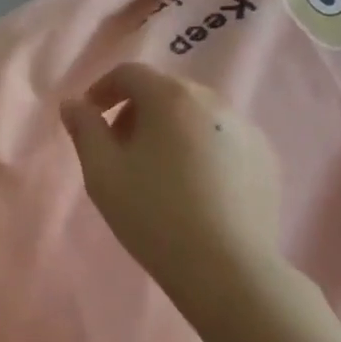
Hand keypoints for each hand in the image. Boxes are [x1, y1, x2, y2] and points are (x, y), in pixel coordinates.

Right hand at [60, 64, 289, 313]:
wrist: (227, 268)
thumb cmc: (152, 213)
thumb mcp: (101, 171)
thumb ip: (84, 129)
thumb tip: (73, 104)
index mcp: (170, 97)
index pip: (129, 73)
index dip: (102, 89)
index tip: (89, 117)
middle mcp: (213, 102)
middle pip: (164, 90)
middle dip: (135, 110)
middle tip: (118, 147)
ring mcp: (247, 130)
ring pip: (195, 114)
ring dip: (168, 129)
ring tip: (156, 170)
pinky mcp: (266, 159)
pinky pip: (222, 139)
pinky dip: (199, 148)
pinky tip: (192, 188)